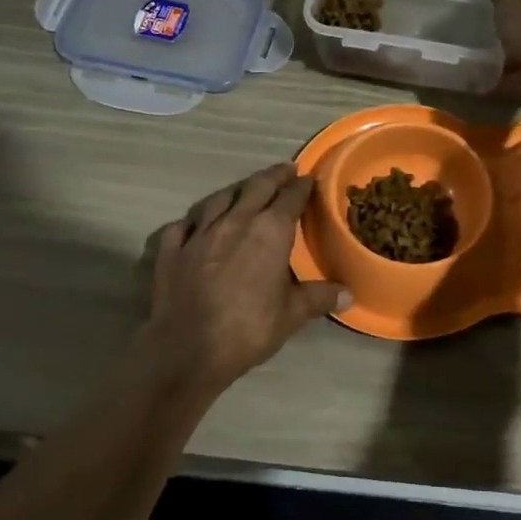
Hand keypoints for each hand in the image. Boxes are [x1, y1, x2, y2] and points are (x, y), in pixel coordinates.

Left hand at [137, 164, 348, 403]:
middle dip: (273, 176)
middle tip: (285, 170)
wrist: (187, 349)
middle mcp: (235, 221)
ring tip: (244, 190)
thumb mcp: (292, 315)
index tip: (309, 180)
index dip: (301, 187)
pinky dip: (194, 221)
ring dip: (236, 191)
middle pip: (256, 188)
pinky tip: (196, 225)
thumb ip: (319, 298)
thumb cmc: (248, 329)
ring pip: (219, 199)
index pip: (290, 198)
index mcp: (269, 231)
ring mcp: (199, 233)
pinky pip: (184, 225)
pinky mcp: (171, 249)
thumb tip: (349, 293)